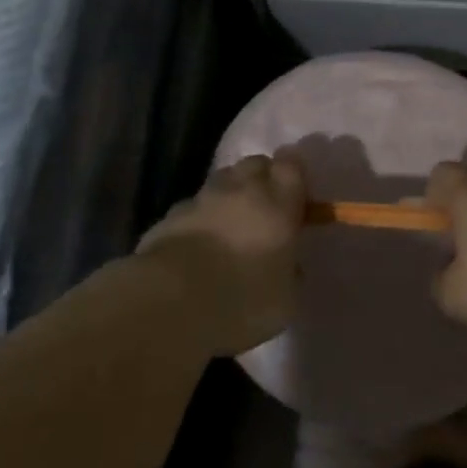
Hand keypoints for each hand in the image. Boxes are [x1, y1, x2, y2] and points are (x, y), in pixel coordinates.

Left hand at [138, 153, 306, 355]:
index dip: (294, 173)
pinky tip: (198, 244)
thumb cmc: (242, 300)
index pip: (291, 163)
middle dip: (262, 178)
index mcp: (277, 203)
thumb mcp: (285, 299)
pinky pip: (193, 206)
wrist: (170, 303)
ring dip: (230, 194)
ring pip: (222, 180)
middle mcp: (241, 189)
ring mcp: (201, 199)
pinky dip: (200, 217)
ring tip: (231, 224)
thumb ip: (290, 272)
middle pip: (255, 164)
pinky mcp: (170, 215)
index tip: (296, 193)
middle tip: (265, 208)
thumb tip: (287, 266)